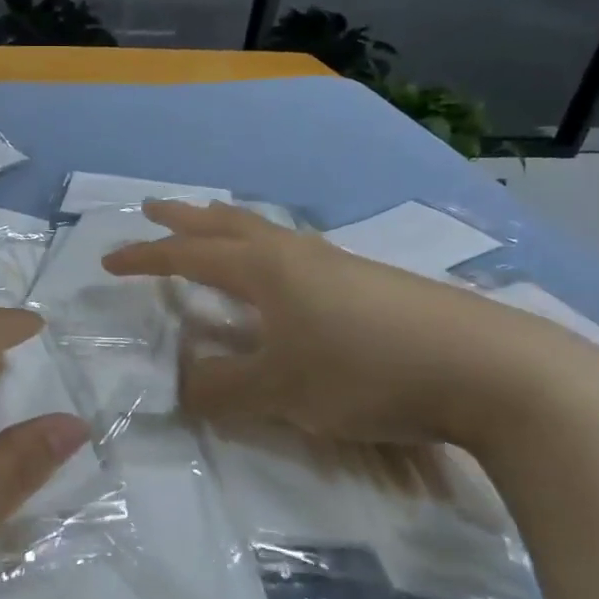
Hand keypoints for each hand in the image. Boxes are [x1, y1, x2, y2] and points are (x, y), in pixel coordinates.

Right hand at [104, 200, 575, 450]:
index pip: (189, 257)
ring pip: (266, 233)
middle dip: (184, 218)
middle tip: (153, 207)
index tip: (109, 260)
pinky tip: (281, 273)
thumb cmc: (366, 372)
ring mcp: (338, 264)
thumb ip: (222, 388)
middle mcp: (297, 254)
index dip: (146, 259)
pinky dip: (265, 250)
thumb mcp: (280, 391)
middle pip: (228, 225)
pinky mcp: (370, 283)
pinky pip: (296, 253)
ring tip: (210, 226)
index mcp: (266, 270)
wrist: (488, 369)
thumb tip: (182, 380)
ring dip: (227, 227)